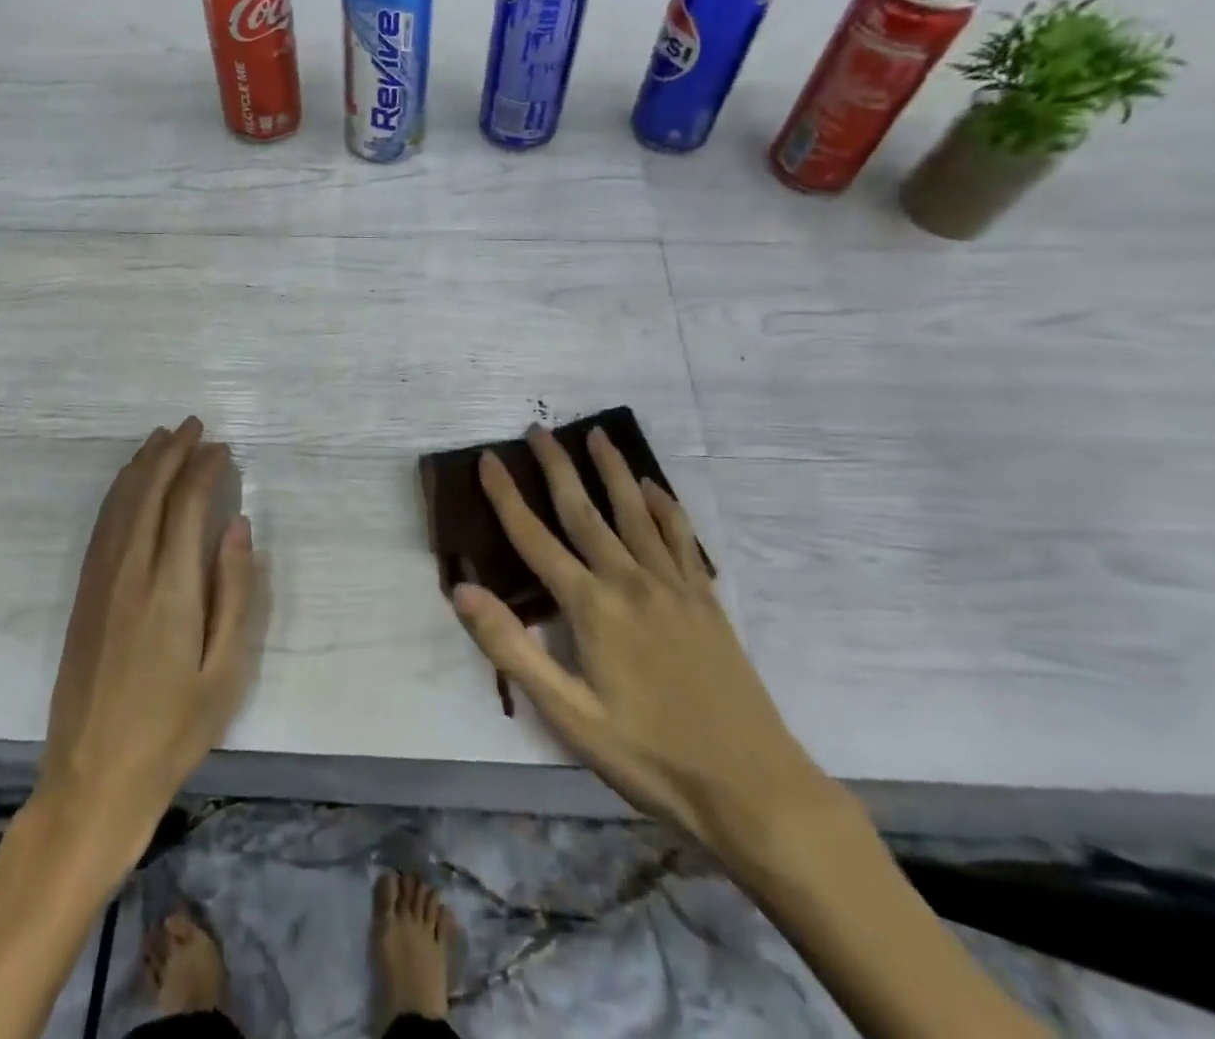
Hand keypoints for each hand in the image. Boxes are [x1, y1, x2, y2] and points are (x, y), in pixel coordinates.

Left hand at [37, 417, 259, 874]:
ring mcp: (99, 583)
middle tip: (193, 426)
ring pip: (119, 504)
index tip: (221, 447)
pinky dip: (118, 494)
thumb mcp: (227, 670)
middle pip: (147, 493)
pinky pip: (101, 527)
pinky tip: (129, 485)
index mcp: (170, 588)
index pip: (185, 505)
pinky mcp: (83, 597)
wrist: (93, 779)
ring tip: (161, 438)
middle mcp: (129, 572)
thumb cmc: (174, 730)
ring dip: (141, 466)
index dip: (203, 469)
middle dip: (170, 452)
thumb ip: (236, 591)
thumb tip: (238, 525)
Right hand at [451, 425, 839, 865]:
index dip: (506, 496)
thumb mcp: (568, 715)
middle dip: (557, 467)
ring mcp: (672, 585)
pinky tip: (653, 486)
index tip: (488, 459)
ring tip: (597, 434)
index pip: (535, 538)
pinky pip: (680, 537)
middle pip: (584, 510)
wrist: (751, 786)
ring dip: (612, 469)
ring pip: (635, 511)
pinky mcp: (704, 598)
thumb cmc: (649, 755)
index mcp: (591, 606)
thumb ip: (512, 648)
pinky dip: (664, 505)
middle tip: (538, 429)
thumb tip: (463, 590)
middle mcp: (629, 580)